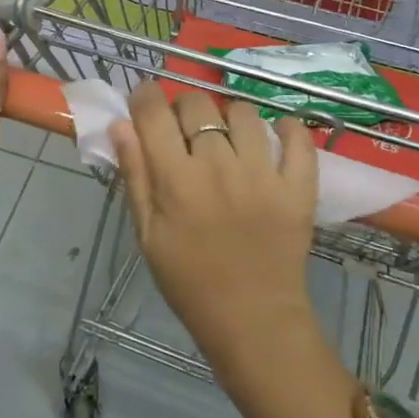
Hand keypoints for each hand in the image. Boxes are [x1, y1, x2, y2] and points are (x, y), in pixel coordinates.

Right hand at [110, 83, 320, 372]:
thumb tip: (120, 125)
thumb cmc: (189, 281)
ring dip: (230, 118)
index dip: (145, 97)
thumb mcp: (148, 234)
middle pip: (198, 105)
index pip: (154, 113)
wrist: (252, 320)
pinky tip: (275, 138)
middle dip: (184, 109)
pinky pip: (297, 137)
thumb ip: (135, 176)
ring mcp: (263, 174)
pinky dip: (286, 129)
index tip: (145, 102)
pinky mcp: (298, 186)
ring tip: (229, 138)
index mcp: (176, 180)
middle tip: (186, 131)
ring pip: (244, 113)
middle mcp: (219, 166)